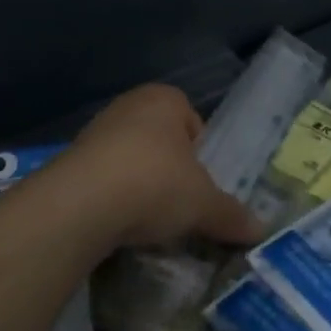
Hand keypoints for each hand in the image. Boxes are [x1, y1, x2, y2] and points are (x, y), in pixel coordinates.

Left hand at [49, 84, 266, 250]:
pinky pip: (103, 178)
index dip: (201, 155)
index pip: (193, 123)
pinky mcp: (70, 160)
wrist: (81, 204)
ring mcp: (95, 130)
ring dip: (139, 185)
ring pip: (131, 159)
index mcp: (165, 99)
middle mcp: (129, 105)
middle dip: (170, 170)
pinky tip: (117, 224)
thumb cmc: (154, 183)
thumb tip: (261, 231)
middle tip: (178, 204)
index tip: (201, 186)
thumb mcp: (203, 204)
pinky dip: (112, 198)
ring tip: (147, 220)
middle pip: (161, 141)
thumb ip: (231, 214)